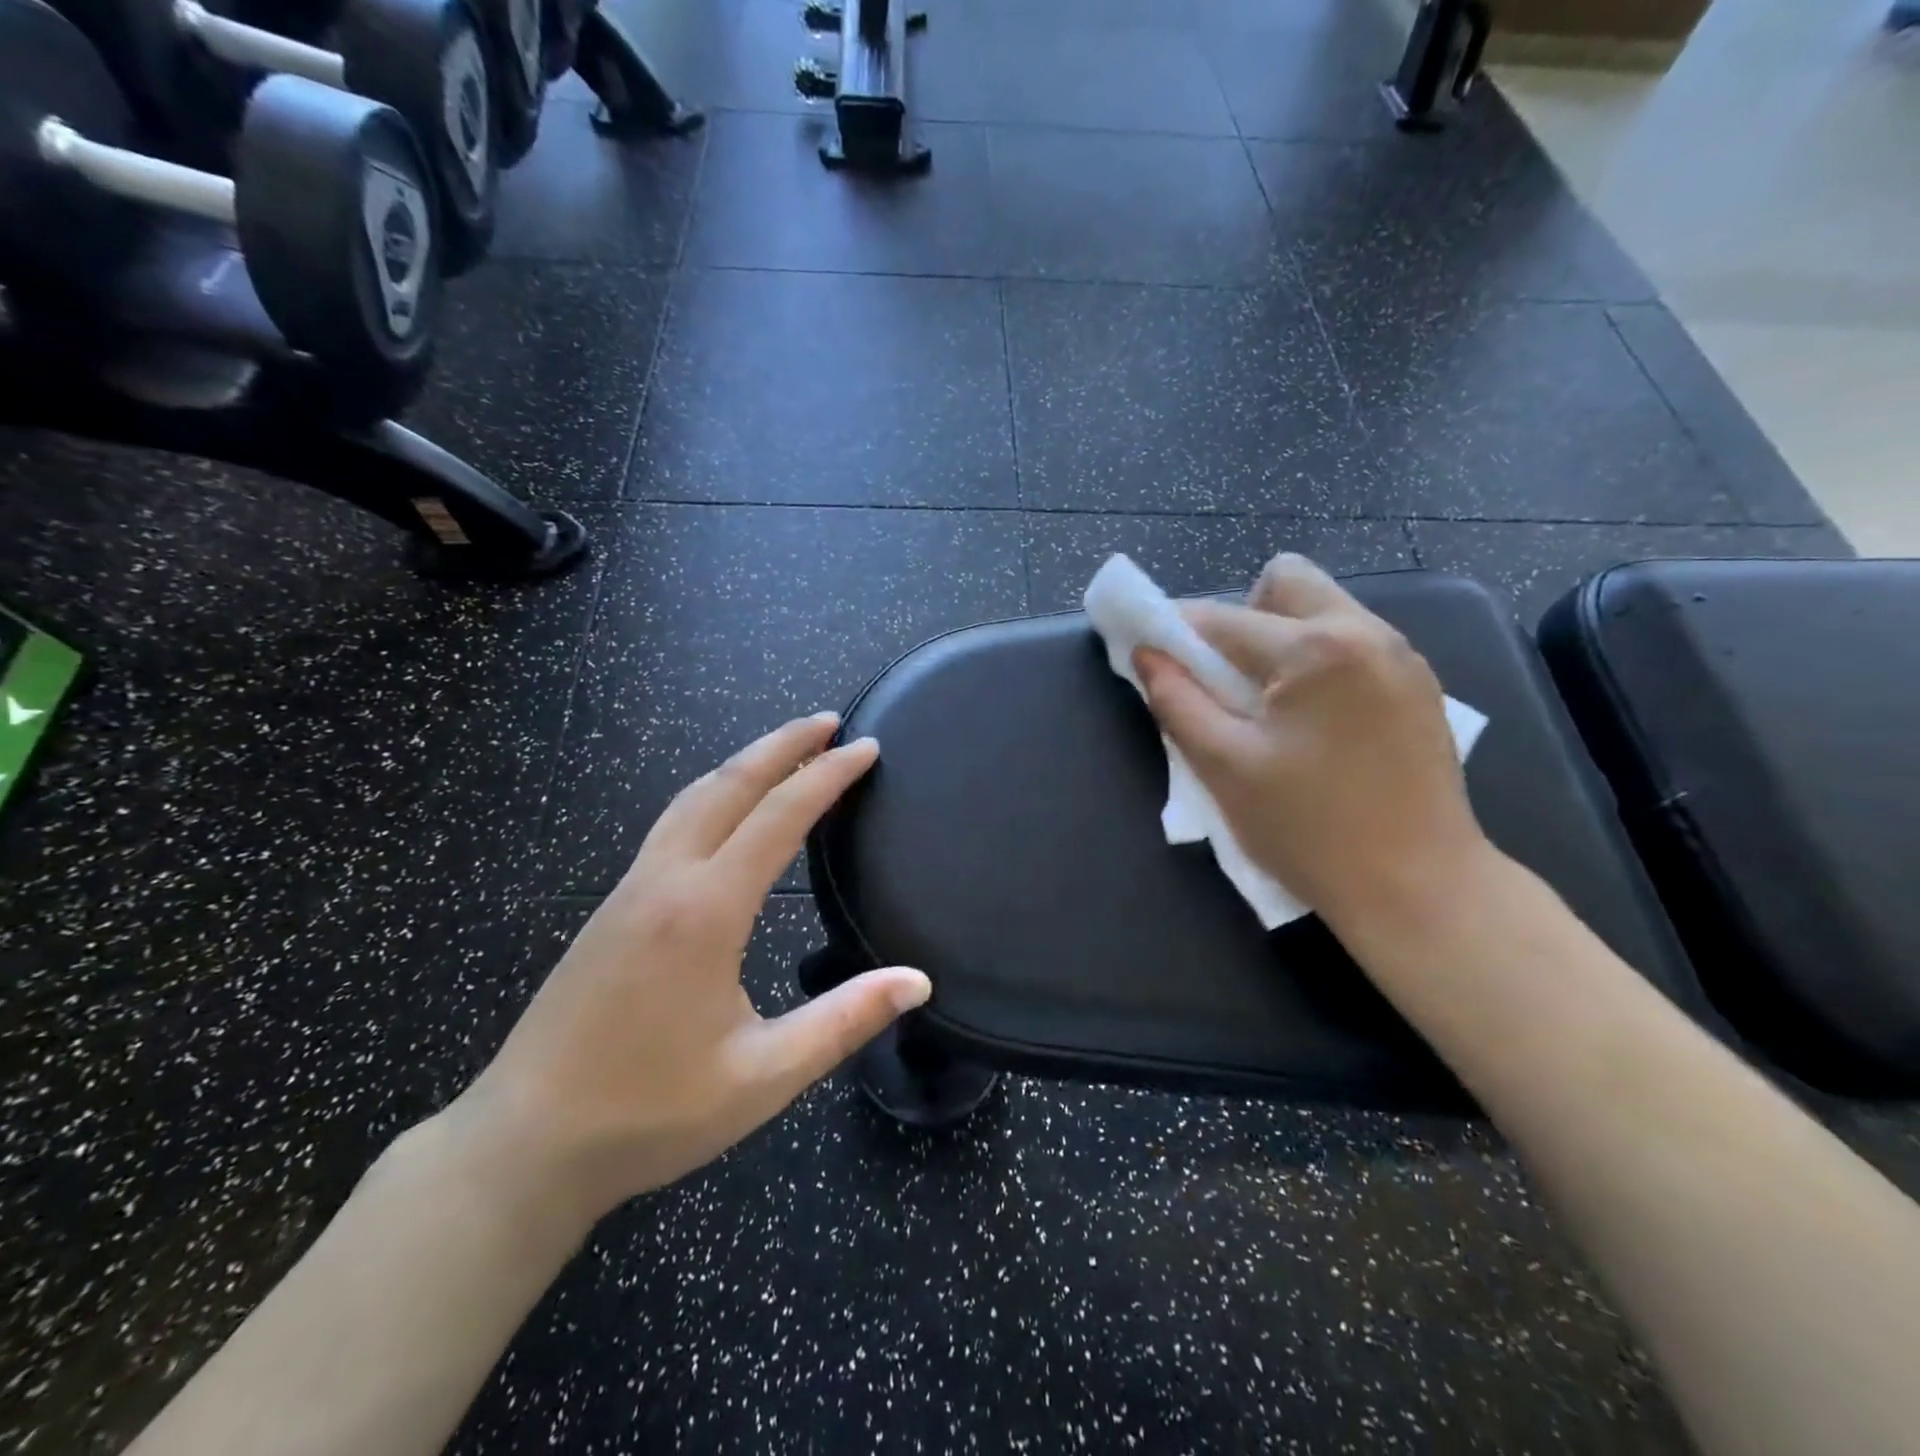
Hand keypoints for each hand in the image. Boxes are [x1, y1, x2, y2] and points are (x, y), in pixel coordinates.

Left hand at [448, 714, 929, 1228]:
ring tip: (784, 750)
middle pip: (729, 785)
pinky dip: (712, 794)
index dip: (828, 775)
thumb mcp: (764, 1076)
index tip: (867, 748)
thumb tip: (917, 982)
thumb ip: (844, 1021)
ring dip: (742, 763)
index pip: (780, 816)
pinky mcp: (611, 909)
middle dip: (782, 744)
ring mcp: (629, 891)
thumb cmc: (649, 1112)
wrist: (524, 1145)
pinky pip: (670, 824)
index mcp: (706, 911)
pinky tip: (725, 813)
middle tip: (828, 722)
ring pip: (691, 798)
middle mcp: (666, 882)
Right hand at [1134, 554, 1491, 930]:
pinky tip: (1313, 720)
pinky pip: (1354, 642)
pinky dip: (1317, 660)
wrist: (1419, 888)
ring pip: (1324, 609)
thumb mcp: (1224, 766)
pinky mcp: (1420, 685)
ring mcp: (1403, 656)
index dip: (1174, 631)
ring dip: (1280, 638)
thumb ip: (1176, 701)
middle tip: (1227, 679)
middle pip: (1286, 582)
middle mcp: (1367, 631)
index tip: (1150, 652)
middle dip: (1241, 617)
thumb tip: (1146, 654)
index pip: (1222, 618)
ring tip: (1269, 705)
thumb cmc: (1309, 830)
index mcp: (1316, 648)